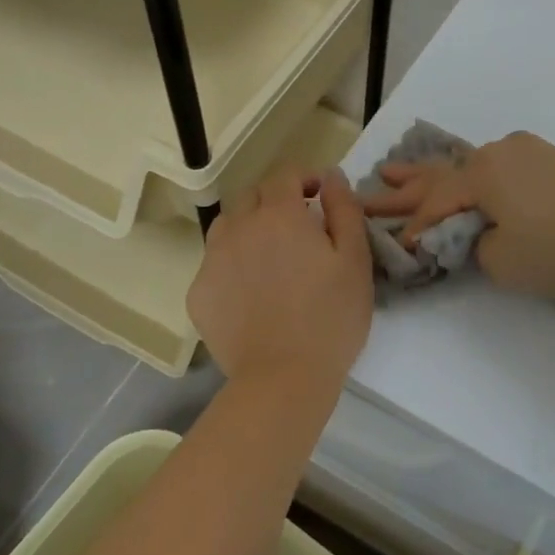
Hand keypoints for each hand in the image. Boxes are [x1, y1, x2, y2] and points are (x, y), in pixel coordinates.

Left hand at [188, 167, 373, 390]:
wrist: (283, 378)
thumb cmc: (330, 318)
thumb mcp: (355, 260)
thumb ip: (344, 210)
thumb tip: (331, 177)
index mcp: (279, 215)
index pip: (285, 175)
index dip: (304, 178)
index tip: (320, 195)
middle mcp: (239, 228)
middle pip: (251, 195)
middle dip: (275, 199)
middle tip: (299, 226)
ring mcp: (213, 260)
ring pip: (227, 225)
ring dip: (248, 226)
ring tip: (269, 254)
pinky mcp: (198, 293)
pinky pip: (214, 263)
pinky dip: (232, 264)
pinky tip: (251, 290)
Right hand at [360, 132, 554, 300]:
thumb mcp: (499, 260)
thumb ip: (469, 243)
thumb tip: (470, 231)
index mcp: (483, 172)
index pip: (437, 203)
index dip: (415, 228)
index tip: (398, 248)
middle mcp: (499, 151)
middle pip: (443, 174)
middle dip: (406, 185)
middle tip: (372, 181)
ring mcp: (526, 151)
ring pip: (469, 167)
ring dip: (436, 175)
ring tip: (395, 169)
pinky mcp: (548, 160)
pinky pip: (496, 166)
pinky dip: (472, 176)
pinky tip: (455, 171)